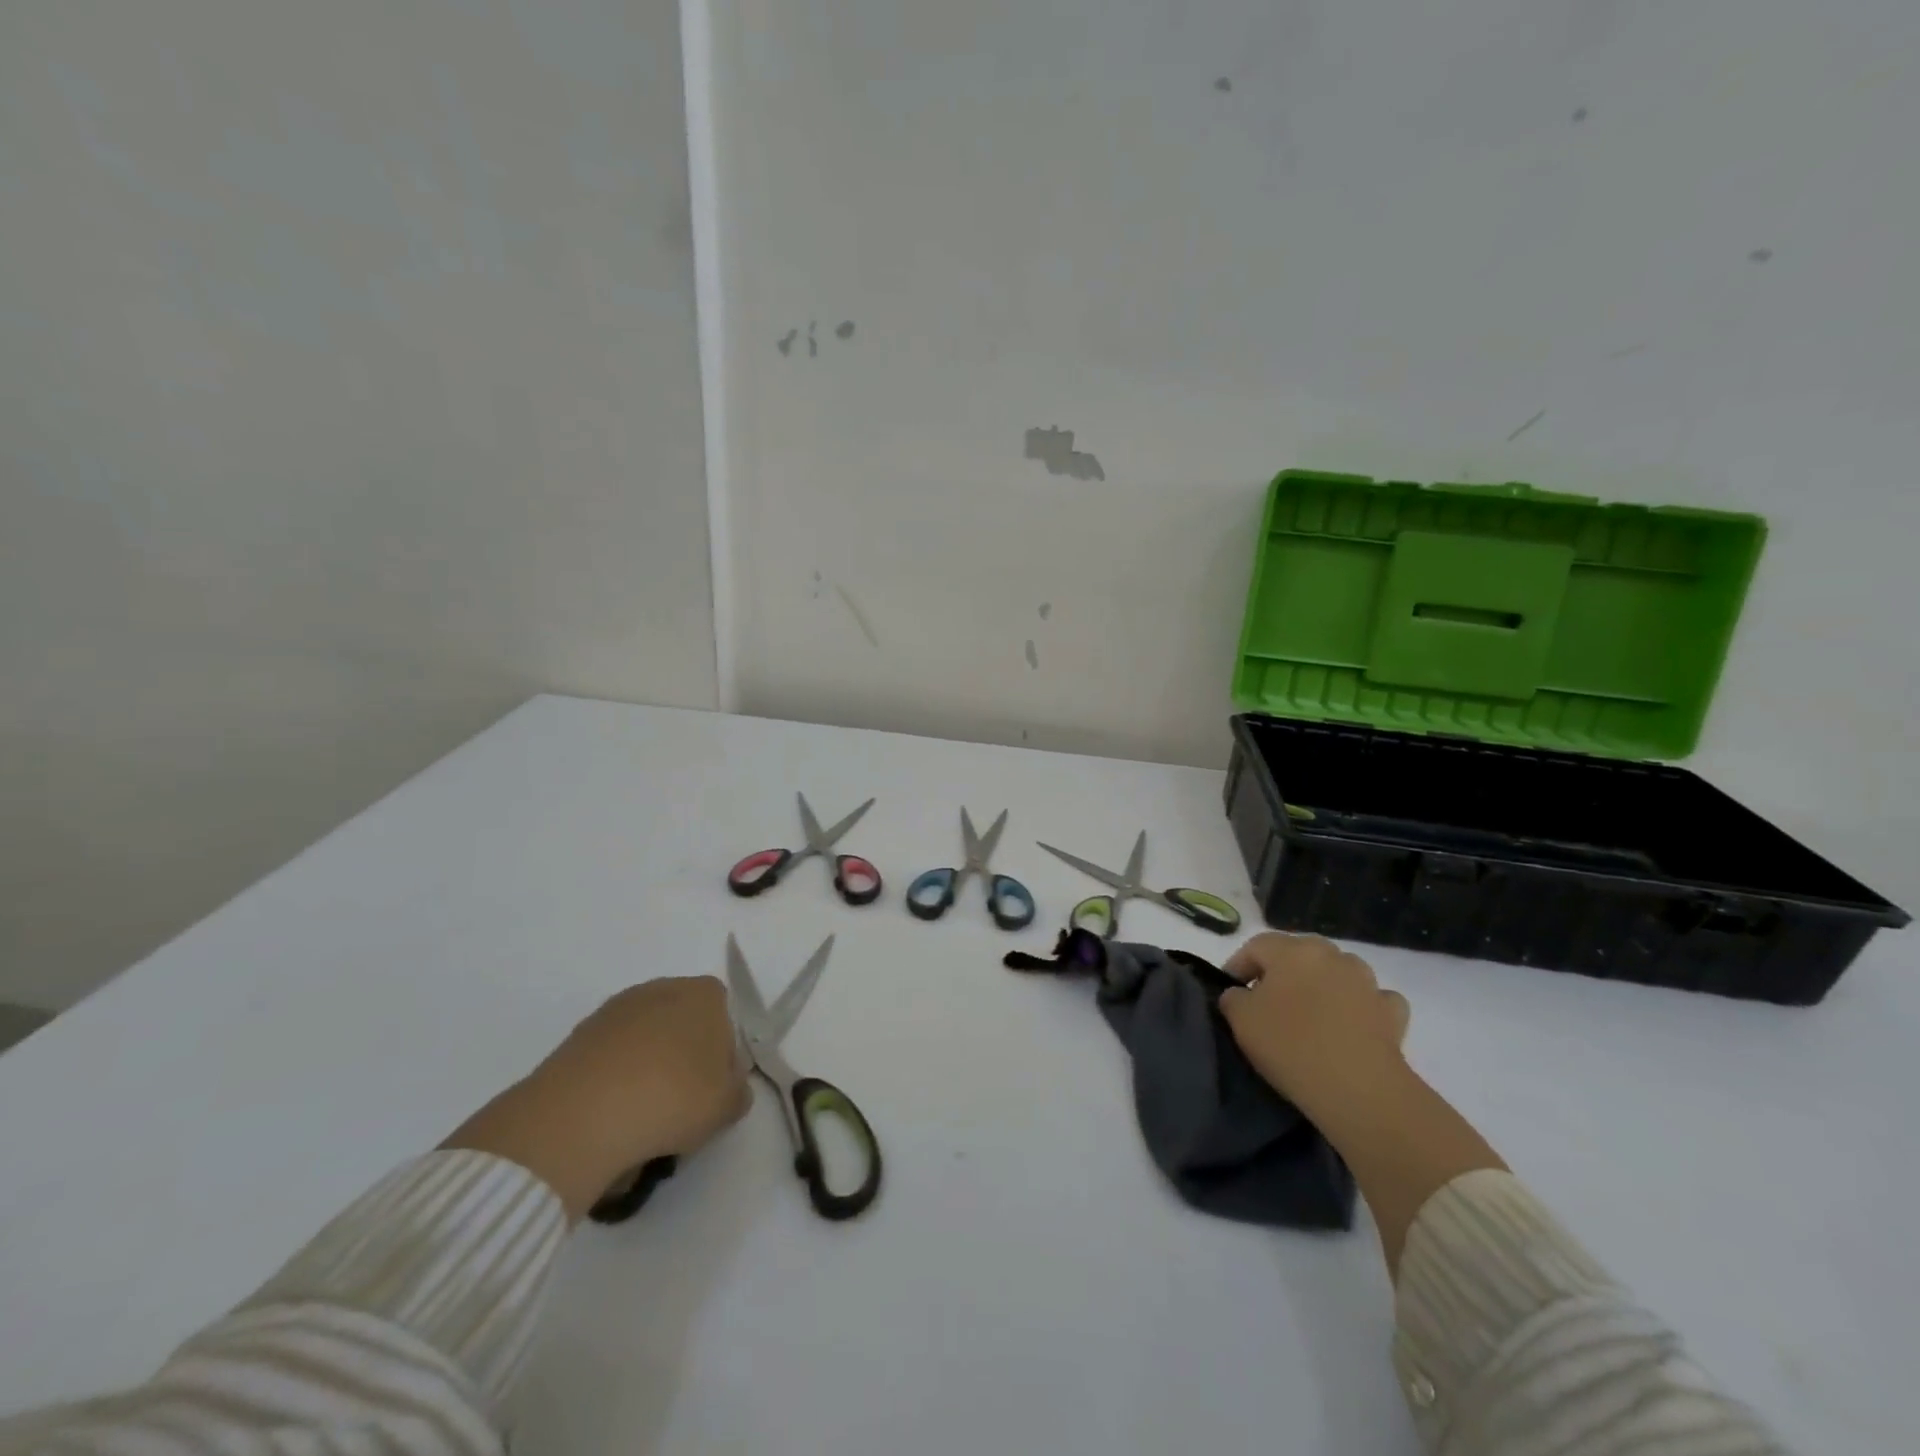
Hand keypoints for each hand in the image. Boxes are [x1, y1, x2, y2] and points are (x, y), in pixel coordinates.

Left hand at [445, 977, 749, 1219]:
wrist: (580, 1117)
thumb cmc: (672, 1098)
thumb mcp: (727, 1105)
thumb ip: (738, 1091)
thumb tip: (729, 1087)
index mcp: (704, 994)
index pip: (725, 1016)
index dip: (723, 1054)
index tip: (714, 1090)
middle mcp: (661, 989)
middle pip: (683, 1026)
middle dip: (683, 1059)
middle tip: (681, 1105)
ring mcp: (615, 1010)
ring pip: (644, 1043)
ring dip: (647, 1072)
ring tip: (640, 1120)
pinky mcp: (578, 1036)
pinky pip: (610, 1060)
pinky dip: (613, 1083)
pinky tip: (609, 1119)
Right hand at [1217, 932, 1410, 1115]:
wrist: (1360, 1089)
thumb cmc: (1291, 1045)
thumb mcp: (1241, 1020)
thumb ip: (1233, 998)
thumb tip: (1240, 994)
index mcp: (1292, 950)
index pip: (1255, 946)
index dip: (1238, 966)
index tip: (1230, 992)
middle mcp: (1331, 954)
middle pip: (1298, 955)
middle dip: (1280, 973)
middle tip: (1267, 1002)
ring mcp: (1367, 981)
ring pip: (1336, 972)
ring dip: (1321, 986)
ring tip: (1310, 1016)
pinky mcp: (1393, 1012)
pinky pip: (1370, 999)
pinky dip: (1359, 1006)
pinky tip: (1351, 1025)